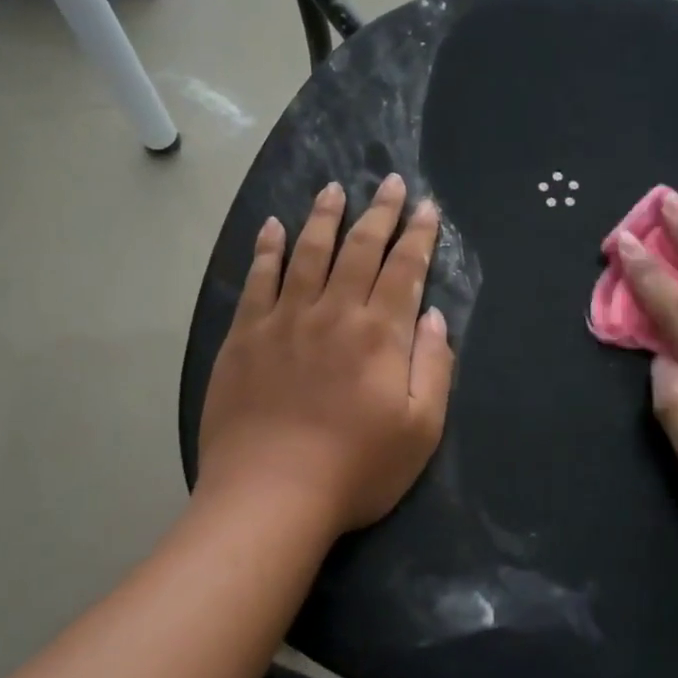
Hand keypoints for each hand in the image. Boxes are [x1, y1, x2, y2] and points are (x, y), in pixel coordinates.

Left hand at [197, 175, 452, 535]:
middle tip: (388, 181)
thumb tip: (432, 316)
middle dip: (378, 212)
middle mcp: (332, 313)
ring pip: (307, 253)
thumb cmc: (356, 470)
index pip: (404, 269)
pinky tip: (271, 228)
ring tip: (334, 189)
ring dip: (323, 217)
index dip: (418, 235)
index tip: (426, 207)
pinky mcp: (244, 337)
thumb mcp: (421, 429)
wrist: (270, 496)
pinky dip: (266, 250)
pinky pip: (257, 280)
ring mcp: (283, 321)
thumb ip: (433, 366)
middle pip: (359, 249)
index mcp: (379, 334)